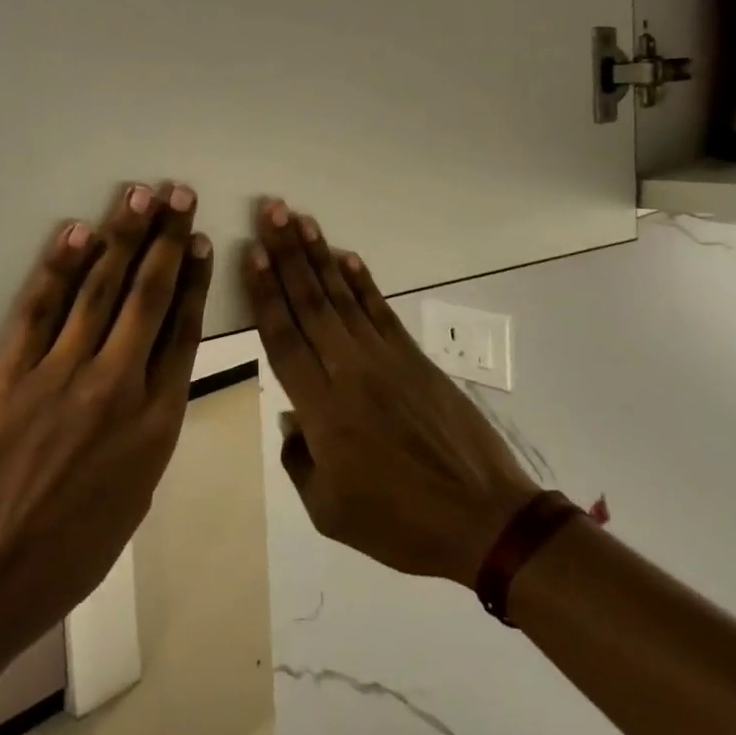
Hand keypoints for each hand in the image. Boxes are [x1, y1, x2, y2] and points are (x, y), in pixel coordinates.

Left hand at [0, 181, 211, 645]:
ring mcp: (62, 374)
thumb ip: (148, 431)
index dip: (193, 280)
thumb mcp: (135, 496)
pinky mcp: (12, 372)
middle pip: (149, 296)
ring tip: (140, 195)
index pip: (182, 332)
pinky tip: (78, 233)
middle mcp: (117, 385)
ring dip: (124, 236)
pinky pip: (41, 307)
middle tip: (180, 194)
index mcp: (156, 422)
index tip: (200, 242)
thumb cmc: (69, 554)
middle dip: (168, 239)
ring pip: (101, 289)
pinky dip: (60, 266)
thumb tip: (149, 381)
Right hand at [243, 198, 537, 589]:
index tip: (252, 253)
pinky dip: (362, 281)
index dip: (265, 293)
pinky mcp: (414, 358)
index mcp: (323, 412)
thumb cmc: (400, 523)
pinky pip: (380, 311)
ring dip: (319, 256)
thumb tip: (292, 417)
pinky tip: (346, 256)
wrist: (483, 519)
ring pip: (343, 297)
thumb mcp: (329, 511)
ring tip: (301, 220)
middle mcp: (349, 372)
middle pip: (310, 303)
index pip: (284, 339)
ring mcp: (386, 360)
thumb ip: (299, 459)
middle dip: (287, 254)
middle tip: (271, 212)